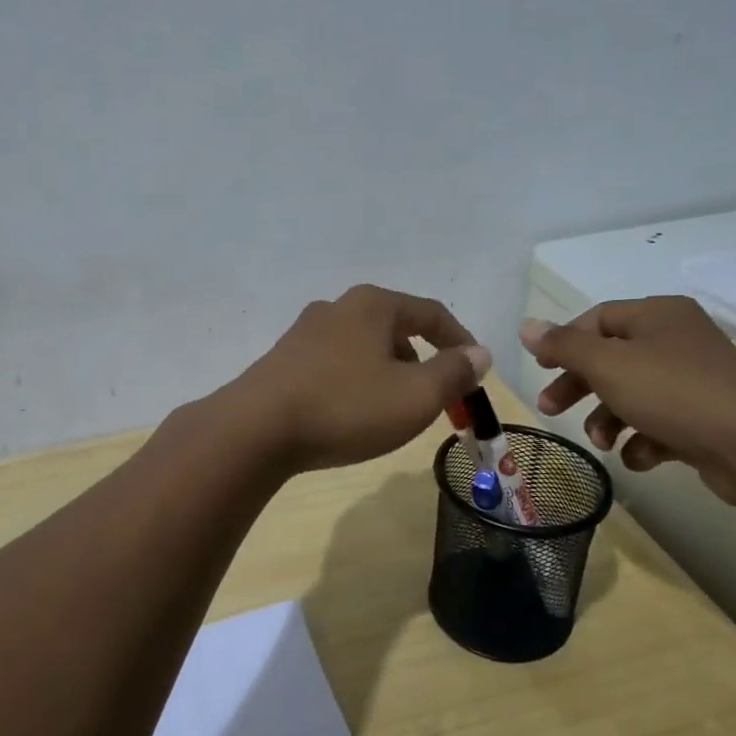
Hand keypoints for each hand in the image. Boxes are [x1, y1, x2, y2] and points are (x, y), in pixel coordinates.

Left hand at [227, 285, 490, 472]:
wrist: (256, 430)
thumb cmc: (346, 407)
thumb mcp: (415, 395)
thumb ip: (453, 373)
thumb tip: (478, 353)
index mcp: (373, 305)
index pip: (431, 313)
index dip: (460, 341)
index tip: (475, 370)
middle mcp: (336, 308)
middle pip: (394, 329)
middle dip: (421, 361)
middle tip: (431, 398)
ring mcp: (304, 333)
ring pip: (362, 348)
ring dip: (386, 374)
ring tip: (391, 411)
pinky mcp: (282, 361)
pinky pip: (334, 366)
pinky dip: (354, 383)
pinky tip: (349, 414)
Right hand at [519, 297, 735, 508]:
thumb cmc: (675, 393)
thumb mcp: (609, 365)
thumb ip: (565, 346)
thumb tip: (527, 326)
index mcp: (658, 315)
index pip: (598, 319)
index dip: (565, 342)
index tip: (540, 369)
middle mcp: (677, 341)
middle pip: (611, 359)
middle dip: (579, 387)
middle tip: (549, 409)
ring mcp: (694, 381)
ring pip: (632, 395)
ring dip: (607, 419)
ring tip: (601, 442)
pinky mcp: (704, 419)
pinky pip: (659, 423)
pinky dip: (643, 440)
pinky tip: (642, 456)